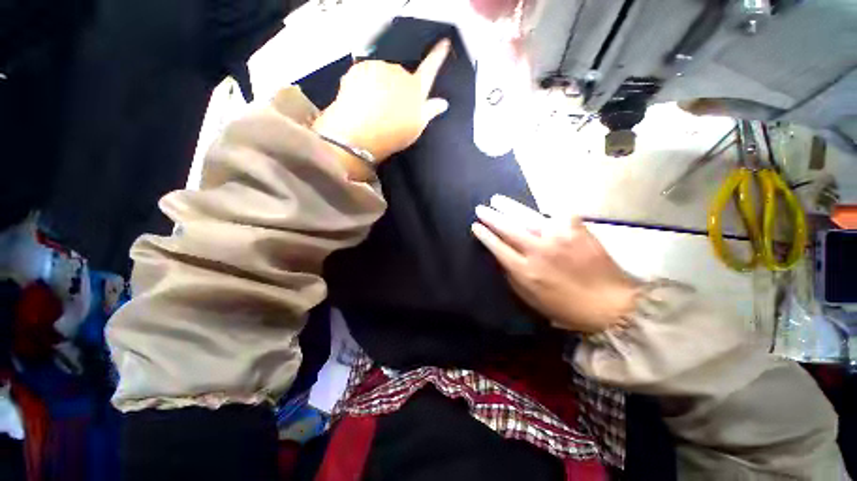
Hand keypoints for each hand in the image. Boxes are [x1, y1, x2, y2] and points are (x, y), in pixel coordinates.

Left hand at [313, 39, 450, 175]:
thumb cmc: (391, 134)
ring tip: (375, 110)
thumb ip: (430, 111)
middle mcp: (399, 72)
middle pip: (402, 76)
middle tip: (391, 110)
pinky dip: (365, 86)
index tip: (444, 43)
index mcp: (416, 88)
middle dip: (398, 88)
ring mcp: (378, 68)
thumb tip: (442, 103)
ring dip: (380, 87)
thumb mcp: (416, 127)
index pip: (431, 67)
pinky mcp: (359, 68)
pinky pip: (365, 74)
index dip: (438, 55)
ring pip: (382, 75)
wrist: (359, 134)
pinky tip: (363, 103)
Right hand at [471, 195, 641, 332]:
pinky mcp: (577, 230)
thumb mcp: (530, 298)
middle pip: (508, 229)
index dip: (485, 235)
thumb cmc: (565, 307)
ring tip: (497, 200)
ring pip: (527, 217)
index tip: (475, 226)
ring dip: (509, 207)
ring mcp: (558, 237)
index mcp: (525, 270)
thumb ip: (513, 276)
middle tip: (480, 209)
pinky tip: (540, 211)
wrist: (610, 304)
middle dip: (491, 217)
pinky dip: (547, 212)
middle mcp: (538, 250)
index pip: (498, 247)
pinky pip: (558, 215)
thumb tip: (502, 257)